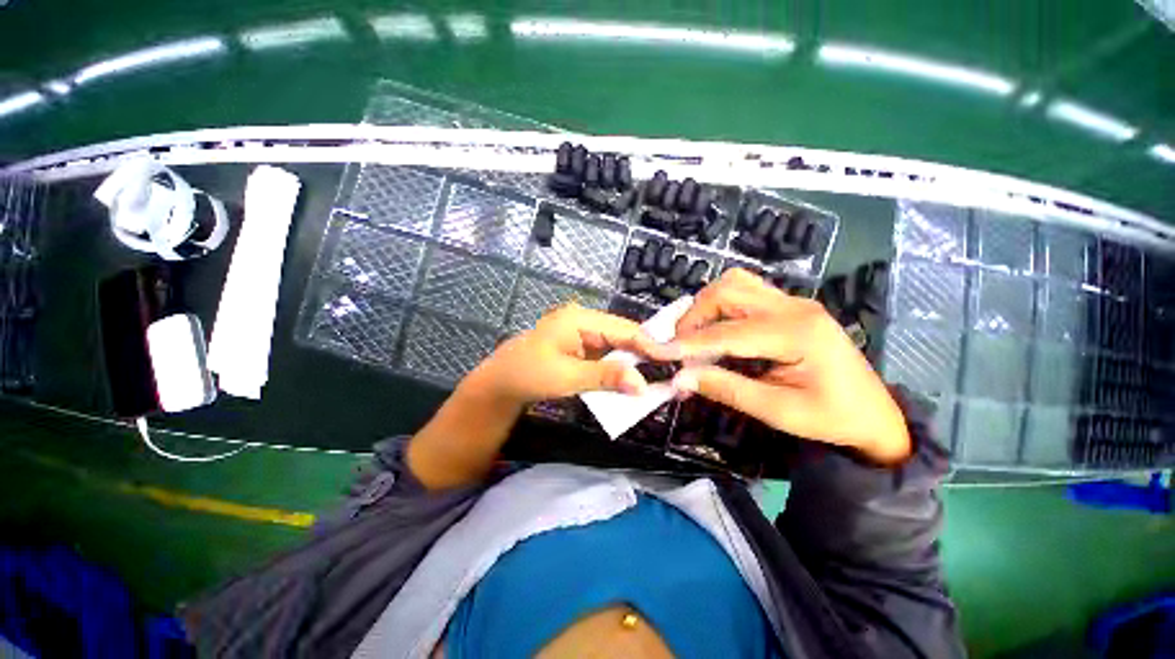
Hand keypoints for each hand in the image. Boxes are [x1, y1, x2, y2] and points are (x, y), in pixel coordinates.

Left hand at [466, 303, 651, 405]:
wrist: (501, 383)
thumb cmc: (529, 374)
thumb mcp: (567, 376)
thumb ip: (606, 377)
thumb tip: (643, 385)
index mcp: (580, 318)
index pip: (624, 328)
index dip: (649, 345)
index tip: (673, 360)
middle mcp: (585, 321)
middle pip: (623, 336)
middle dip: (643, 355)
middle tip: (669, 372)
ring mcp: (583, 334)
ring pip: (616, 347)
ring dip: (632, 363)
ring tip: (657, 377)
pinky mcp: (581, 348)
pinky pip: (606, 356)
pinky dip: (618, 368)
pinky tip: (631, 380)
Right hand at [648, 269, 910, 463]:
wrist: (876, 414)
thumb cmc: (832, 418)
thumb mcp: (779, 412)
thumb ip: (726, 389)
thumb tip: (681, 378)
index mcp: (797, 333)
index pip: (727, 332)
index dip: (688, 343)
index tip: (659, 353)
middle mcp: (794, 306)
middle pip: (728, 290)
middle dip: (695, 316)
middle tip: (680, 346)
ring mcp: (794, 302)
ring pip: (735, 283)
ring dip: (707, 306)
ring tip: (696, 336)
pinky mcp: (791, 306)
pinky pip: (746, 291)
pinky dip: (722, 306)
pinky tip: (718, 329)